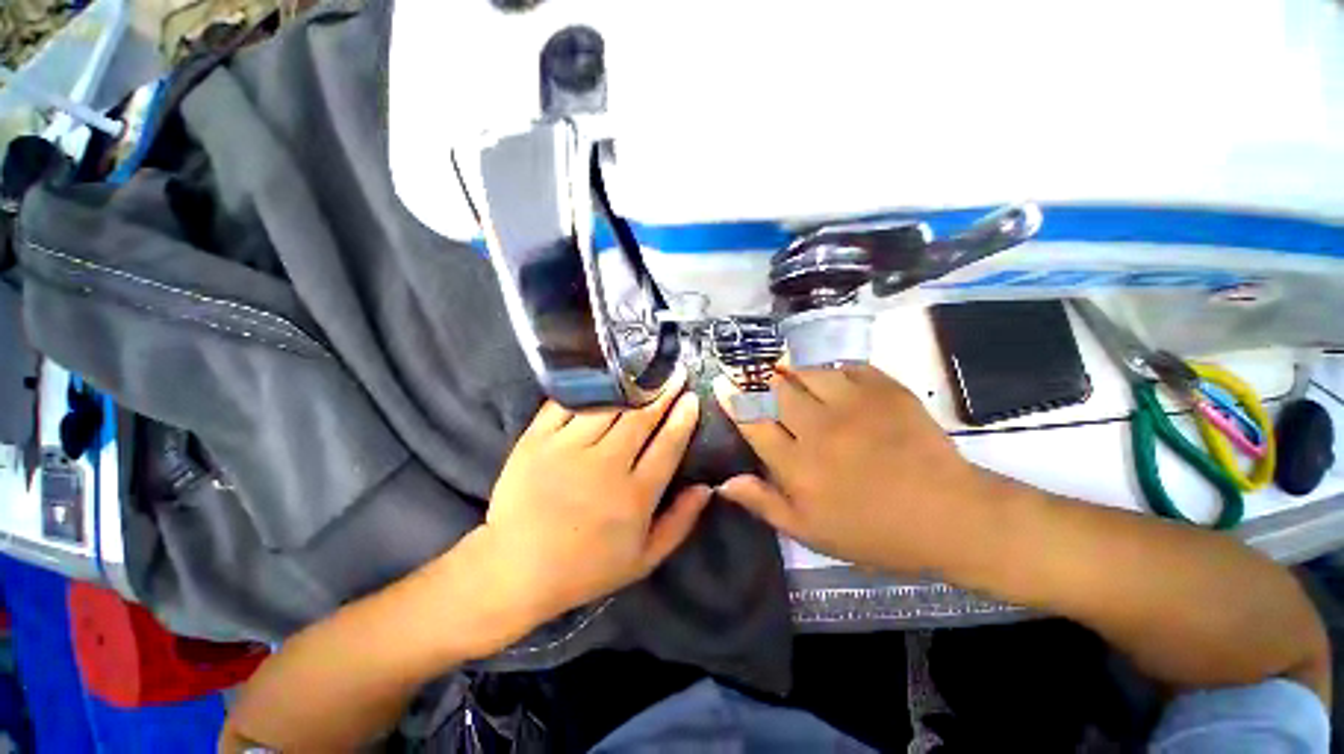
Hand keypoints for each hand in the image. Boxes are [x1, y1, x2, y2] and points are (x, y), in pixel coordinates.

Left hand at [477, 369, 711, 624]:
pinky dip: (588, 389)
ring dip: (631, 386)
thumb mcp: (643, 559)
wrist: (515, 568)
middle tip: (675, 374)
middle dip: (663, 393)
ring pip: (608, 406)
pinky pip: (567, 404)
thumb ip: (680, 523)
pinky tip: (602, 378)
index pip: (668, 445)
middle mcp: (604, 465)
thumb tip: (707, 487)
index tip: (692, 397)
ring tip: (645, 371)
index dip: (683, 418)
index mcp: (634, 495)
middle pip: (641, 418)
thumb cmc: (585, 567)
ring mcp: (567, 449)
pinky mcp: (536, 439)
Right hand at [714, 364, 988, 574]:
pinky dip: (833, 369)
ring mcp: (853, 405)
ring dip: (793, 371)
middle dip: (761, 381)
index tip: (723, 385)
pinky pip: (847, 366)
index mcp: (798, 464)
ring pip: (807, 372)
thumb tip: (724, 481)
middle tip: (757, 376)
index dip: (734, 401)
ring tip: (790, 373)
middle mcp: (818, 428)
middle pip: (776, 390)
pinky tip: (833, 377)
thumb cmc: (874, 531)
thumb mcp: (811, 532)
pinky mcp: (885, 391)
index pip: (752, 422)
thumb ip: (764, 504)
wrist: (950, 516)